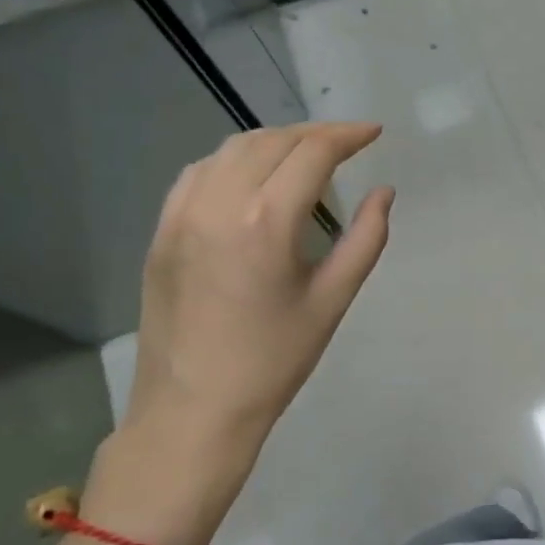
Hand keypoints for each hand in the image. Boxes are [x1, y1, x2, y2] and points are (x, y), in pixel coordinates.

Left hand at [84, 123, 392, 544]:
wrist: (193, 411)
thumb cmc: (273, 361)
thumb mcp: (333, 299)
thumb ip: (366, 238)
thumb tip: (383, 193)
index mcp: (266, 222)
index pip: (312, 153)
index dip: (347, 136)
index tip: (373, 134)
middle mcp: (218, 204)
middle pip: (272, 141)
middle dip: (315, 134)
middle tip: (347, 144)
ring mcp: (181, 216)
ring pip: (231, 149)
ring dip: (274, 141)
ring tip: (305, 154)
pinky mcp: (161, 232)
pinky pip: (198, 173)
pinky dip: (233, 160)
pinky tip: (252, 176)